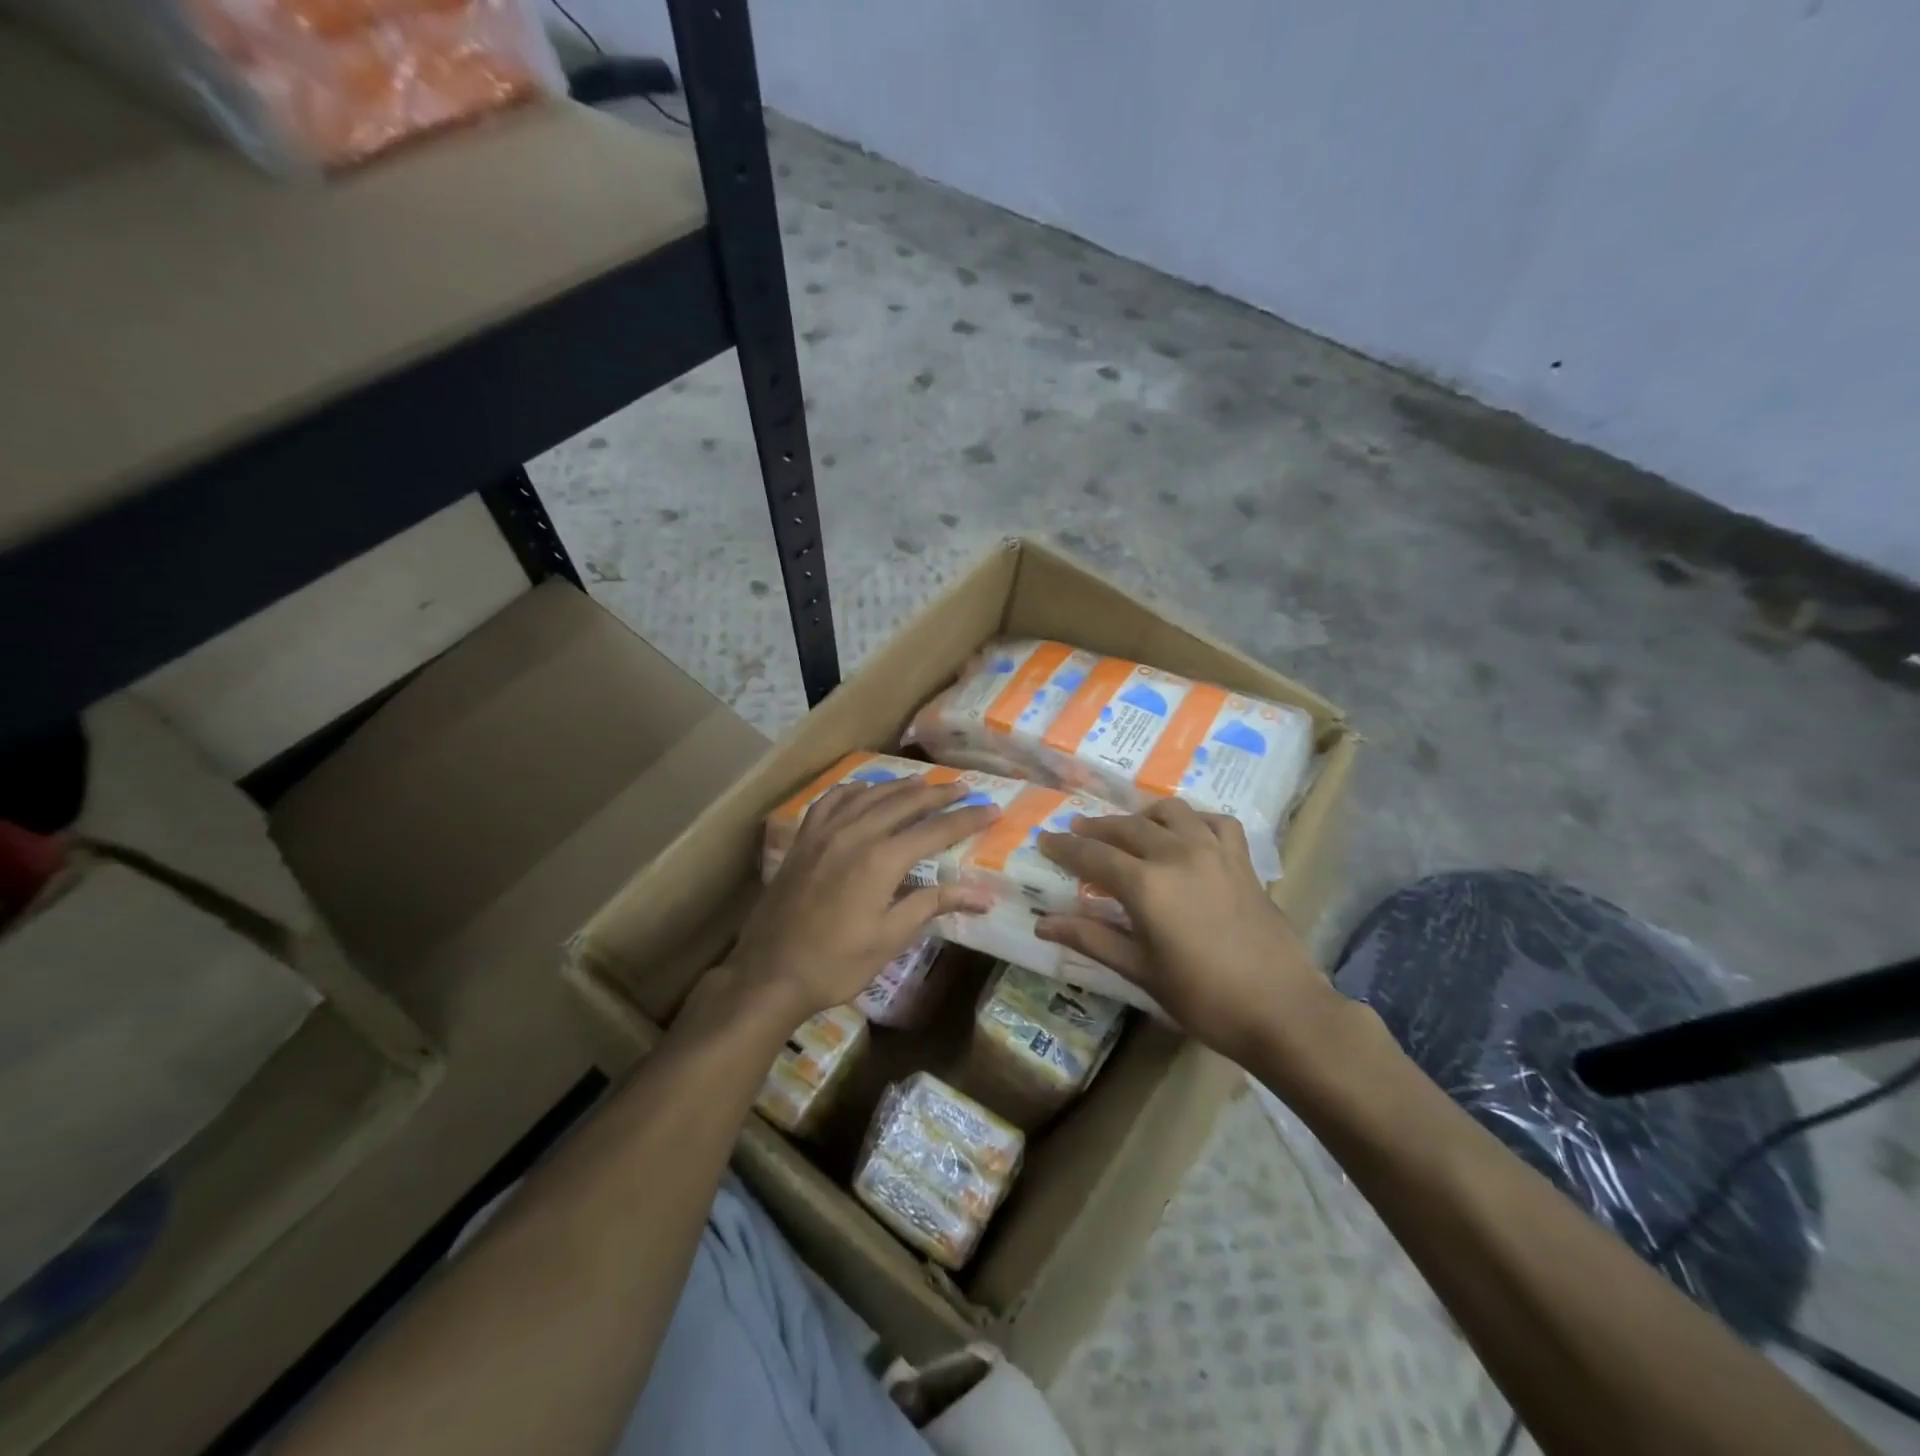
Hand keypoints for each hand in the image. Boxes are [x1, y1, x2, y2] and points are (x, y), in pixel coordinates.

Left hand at [722, 776, 997, 1029]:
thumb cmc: (836, 963)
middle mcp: (855, 834)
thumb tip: (983, 895)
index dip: (967, 819)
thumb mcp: (890, 938)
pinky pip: (832, 801)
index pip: (935, 830)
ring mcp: (825, 832)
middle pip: (905, 803)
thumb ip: (933, 905)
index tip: (992, 809)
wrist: (769, 972)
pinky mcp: (804, 840)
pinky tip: (864, 790)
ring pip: (869, 795)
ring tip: (923, 782)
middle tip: (964, 787)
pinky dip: (854, 790)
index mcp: (882, 859)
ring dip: (900, 786)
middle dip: (938, 794)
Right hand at [1034, 799, 1343, 1065]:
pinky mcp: (1242, 860)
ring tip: (1130, 829)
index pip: (1092, 855)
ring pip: (1171, 813)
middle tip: (1077, 833)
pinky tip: (1187, 833)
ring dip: (1142, 815)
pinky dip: (1195, 820)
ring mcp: (1214, 852)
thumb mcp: (1140, 971)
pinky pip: (1216, 822)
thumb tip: (1042, 923)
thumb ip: (1091, 939)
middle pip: (1126, 827)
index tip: (1044, 840)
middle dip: (1097, 827)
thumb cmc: (1203, 998)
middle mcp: (1177, 854)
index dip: (1064, 847)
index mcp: (1146, 884)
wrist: (1282, 1010)